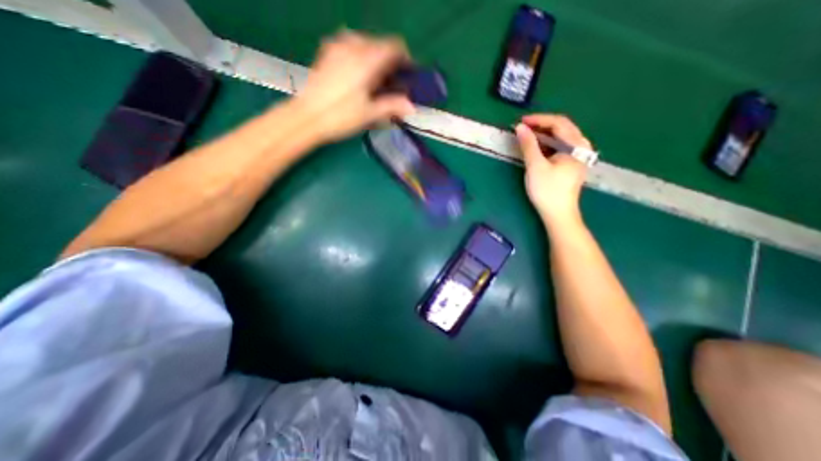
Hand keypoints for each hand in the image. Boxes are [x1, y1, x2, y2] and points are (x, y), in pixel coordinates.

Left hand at [291, 31, 418, 143]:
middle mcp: (353, 46)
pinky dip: (360, 54)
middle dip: (390, 60)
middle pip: (380, 43)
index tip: (408, 74)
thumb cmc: (341, 117)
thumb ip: (392, 106)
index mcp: (367, 61)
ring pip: (365, 42)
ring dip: (375, 56)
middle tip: (392, 83)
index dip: (405, 59)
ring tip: (375, 78)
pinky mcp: (327, 53)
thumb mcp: (369, 114)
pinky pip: (350, 44)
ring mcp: (337, 47)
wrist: (306, 117)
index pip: (394, 46)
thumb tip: (412, 106)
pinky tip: (358, 72)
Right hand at [516, 112, 593, 225]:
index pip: (558, 123)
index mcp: (576, 145)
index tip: (520, 122)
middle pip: (562, 127)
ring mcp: (579, 155)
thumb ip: (528, 145)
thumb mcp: (535, 166)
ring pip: (561, 137)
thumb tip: (519, 128)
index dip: (538, 120)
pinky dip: (547, 144)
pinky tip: (537, 148)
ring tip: (527, 136)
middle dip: (541, 125)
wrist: (558, 213)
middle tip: (522, 128)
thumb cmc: (547, 190)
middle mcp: (581, 146)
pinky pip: (560, 146)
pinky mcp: (572, 164)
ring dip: (543, 134)